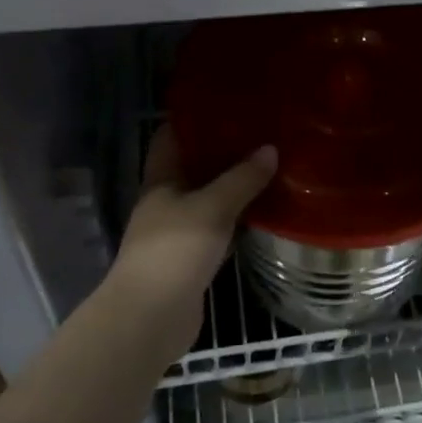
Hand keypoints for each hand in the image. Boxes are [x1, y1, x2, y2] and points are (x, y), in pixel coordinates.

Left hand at [108, 129, 277, 352]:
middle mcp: (165, 202)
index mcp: (160, 181)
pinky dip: (236, 220)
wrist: (151, 317)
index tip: (225, 104)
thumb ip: (241, 179)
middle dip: (221, 152)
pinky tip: (262, 212)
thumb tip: (270, 149)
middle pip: (192, 168)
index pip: (170, 138)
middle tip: (259, 134)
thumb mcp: (212, 207)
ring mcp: (177, 233)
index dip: (192, 119)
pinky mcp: (192, 260)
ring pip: (207, 200)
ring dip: (232, 187)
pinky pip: (218, 229)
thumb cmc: (174, 250)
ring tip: (268, 166)